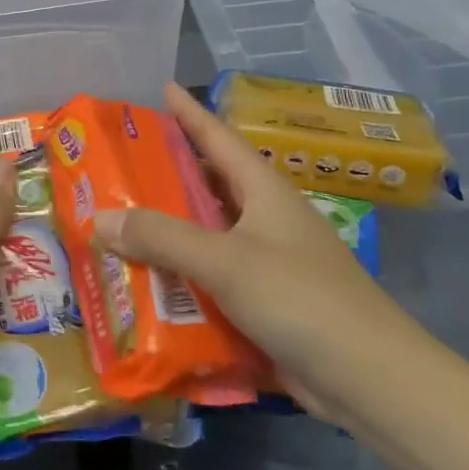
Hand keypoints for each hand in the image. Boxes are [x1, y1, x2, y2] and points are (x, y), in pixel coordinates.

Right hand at [92, 83, 429, 421]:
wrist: (369, 380)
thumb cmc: (301, 299)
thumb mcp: (226, 261)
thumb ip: (162, 238)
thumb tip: (98, 217)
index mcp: (264, 192)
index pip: (219, 138)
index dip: (190, 113)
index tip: (162, 89)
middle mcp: (265, 220)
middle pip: (209, 185)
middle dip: (167, 173)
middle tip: (119, 164)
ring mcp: (266, 263)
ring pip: (206, 235)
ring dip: (168, 231)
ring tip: (118, 222)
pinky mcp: (263, 303)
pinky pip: (210, 279)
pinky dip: (180, 277)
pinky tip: (145, 283)